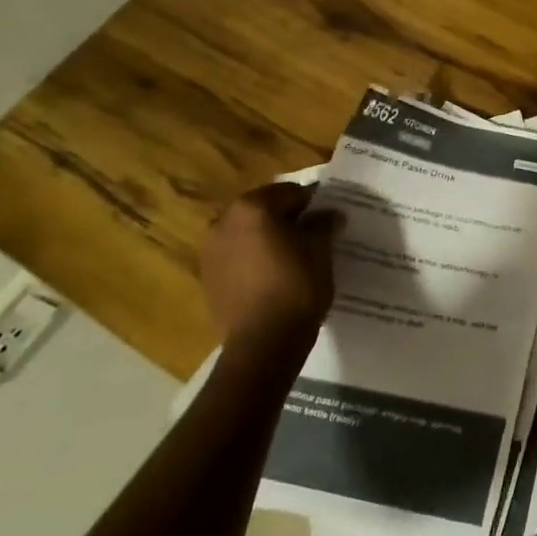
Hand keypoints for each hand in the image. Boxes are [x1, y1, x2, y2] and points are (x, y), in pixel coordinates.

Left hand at [199, 182, 340, 345]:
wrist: (263, 343)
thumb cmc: (296, 286)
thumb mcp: (320, 249)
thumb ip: (323, 224)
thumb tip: (328, 214)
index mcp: (252, 207)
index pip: (291, 192)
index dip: (313, 203)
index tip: (328, 219)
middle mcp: (223, 221)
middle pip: (264, 210)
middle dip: (287, 220)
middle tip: (312, 237)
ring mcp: (210, 251)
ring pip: (248, 234)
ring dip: (268, 239)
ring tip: (293, 259)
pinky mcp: (208, 278)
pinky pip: (237, 257)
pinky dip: (254, 260)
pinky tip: (273, 278)